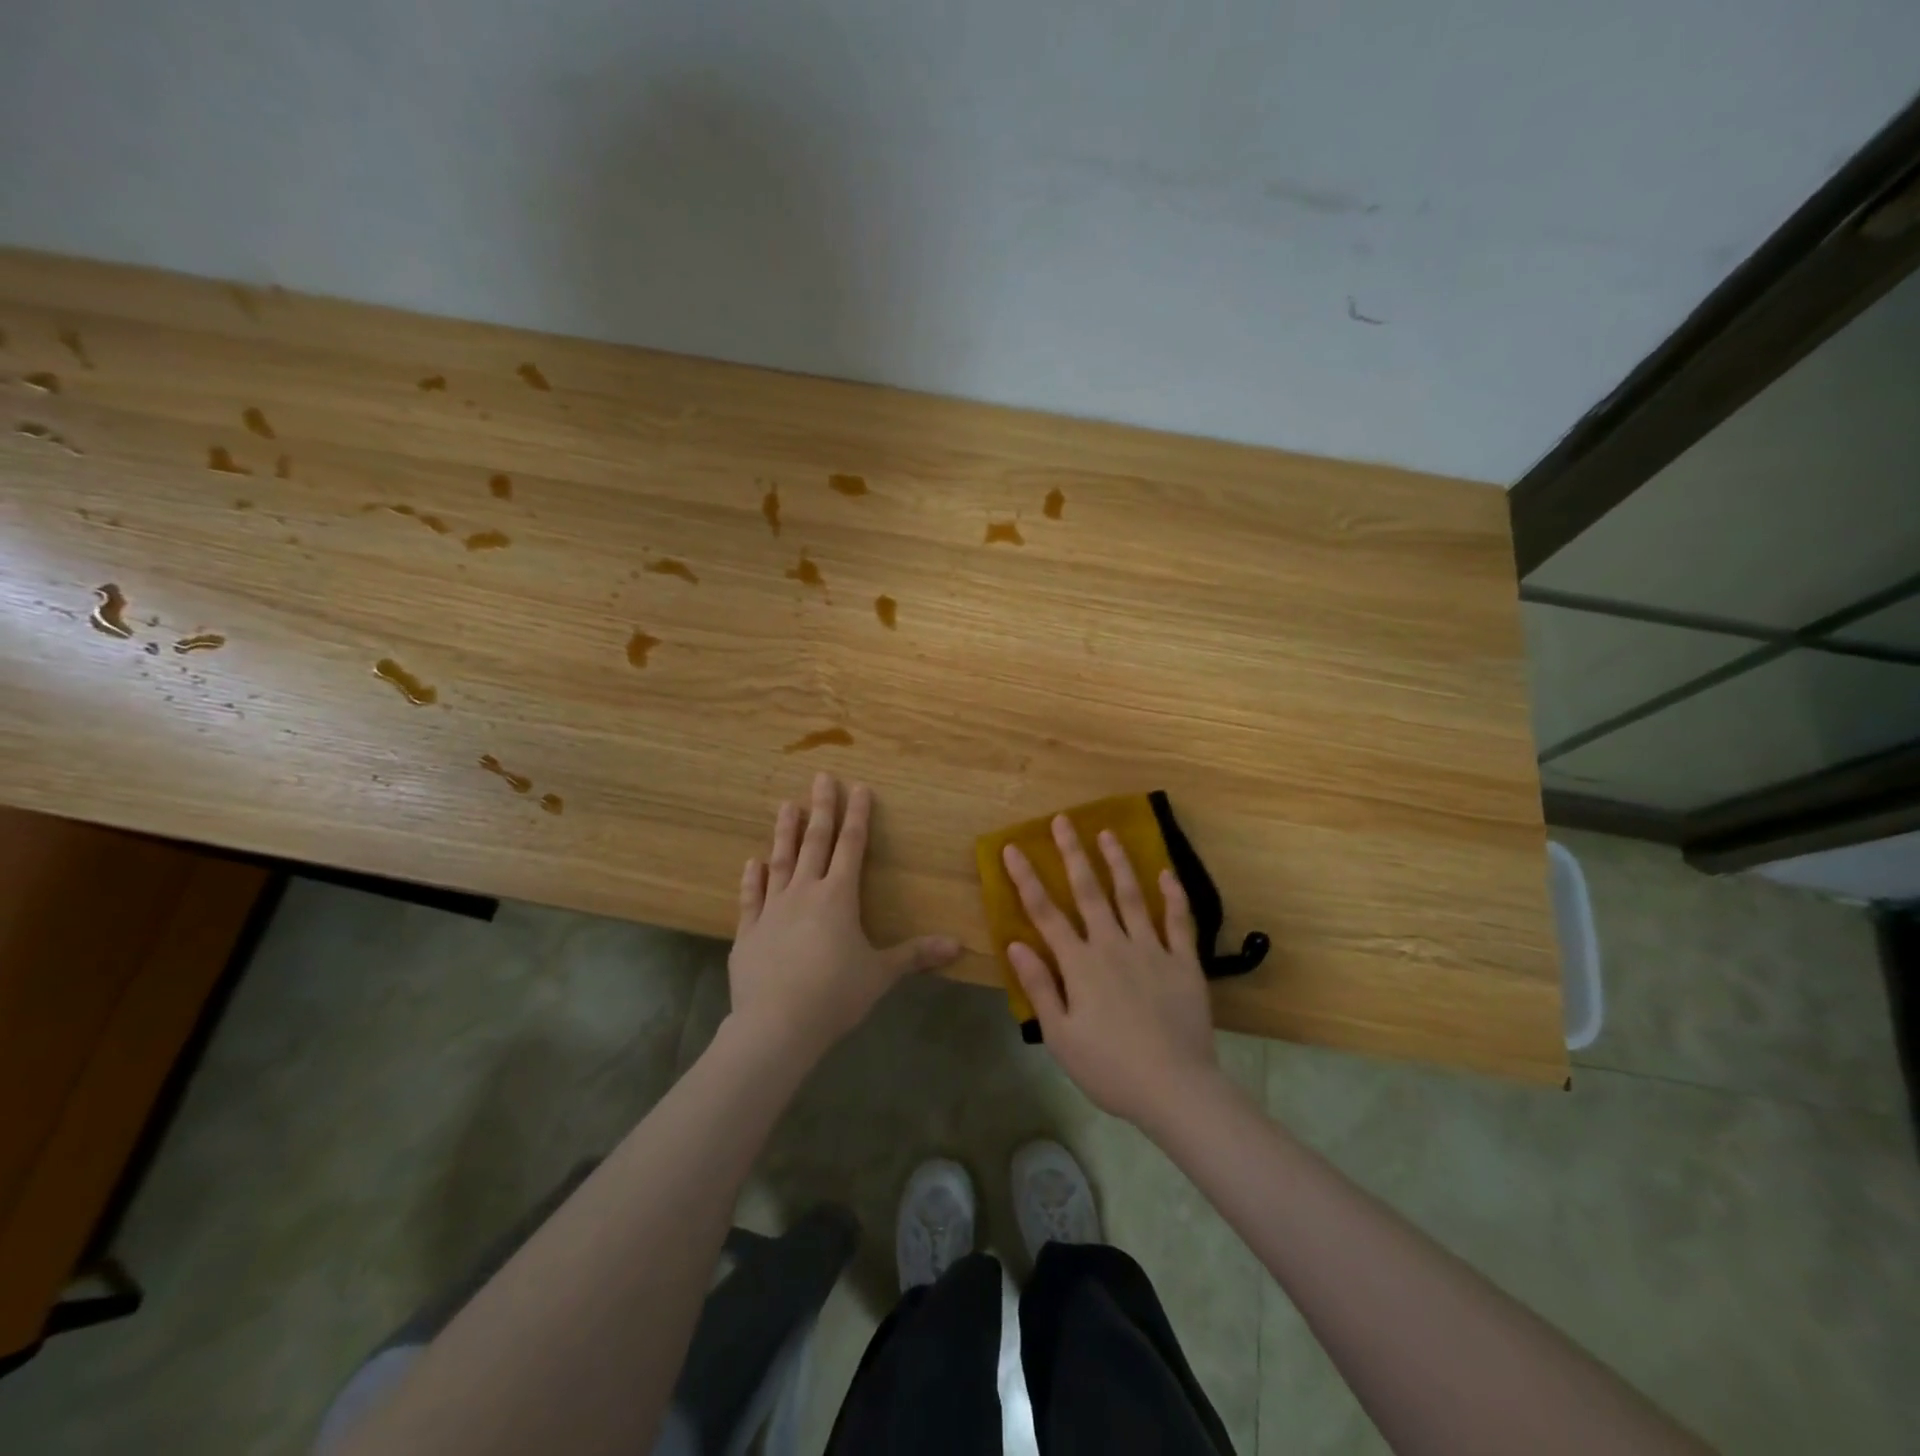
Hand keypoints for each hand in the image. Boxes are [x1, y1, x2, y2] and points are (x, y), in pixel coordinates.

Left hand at [730, 773, 960, 1060]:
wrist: (776, 1025)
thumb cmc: (835, 995)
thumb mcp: (881, 974)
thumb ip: (915, 955)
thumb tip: (958, 946)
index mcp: (839, 897)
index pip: (852, 847)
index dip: (858, 816)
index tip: (859, 788)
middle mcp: (805, 893)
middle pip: (815, 842)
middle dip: (821, 808)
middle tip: (821, 777)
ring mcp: (772, 910)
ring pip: (781, 861)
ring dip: (784, 833)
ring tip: (786, 805)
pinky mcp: (748, 932)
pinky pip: (751, 898)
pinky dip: (753, 878)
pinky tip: (752, 862)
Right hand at [1003, 817, 1221, 1124]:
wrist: (1174, 1088)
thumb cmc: (1109, 1067)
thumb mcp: (1061, 1036)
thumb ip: (1039, 987)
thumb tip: (1015, 944)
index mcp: (1079, 964)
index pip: (1045, 913)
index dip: (1026, 878)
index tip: (1013, 848)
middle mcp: (1112, 945)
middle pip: (1089, 891)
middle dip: (1072, 853)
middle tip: (1063, 820)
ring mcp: (1151, 950)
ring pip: (1131, 896)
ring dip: (1118, 862)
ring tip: (1107, 833)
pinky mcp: (1183, 962)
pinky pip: (1179, 921)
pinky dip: (1174, 895)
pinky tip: (1167, 873)